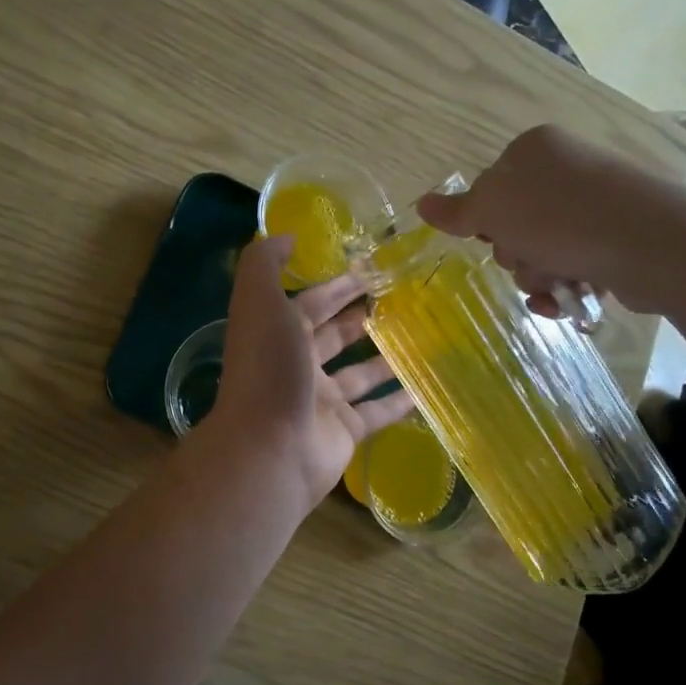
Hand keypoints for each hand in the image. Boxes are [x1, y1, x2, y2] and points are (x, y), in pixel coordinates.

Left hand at [210, 236, 414, 513]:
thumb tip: (287, 236)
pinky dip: (399, 400)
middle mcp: (298, 365)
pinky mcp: (345, 431)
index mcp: (277, 334)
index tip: (374, 267)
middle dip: (361, 316)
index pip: (311, 301)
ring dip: (384, 356)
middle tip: (403, 298)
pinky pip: (377, 411)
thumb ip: (265, 263)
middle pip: (335, 335)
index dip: (338, 284)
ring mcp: (322, 400)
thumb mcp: (259, 302)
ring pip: (358, 373)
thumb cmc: (269, 369)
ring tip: (421, 335)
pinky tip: (425, 385)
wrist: (270, 448)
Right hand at [416, 124, 685, 318]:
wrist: (651, 245)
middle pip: (513, 223)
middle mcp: (566, 170)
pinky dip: (563, 287)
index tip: (493, 237)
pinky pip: (571, 266)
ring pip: (540, 251)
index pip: (488, 188)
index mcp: (535, 150)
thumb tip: (422, 204)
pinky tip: (568, 300)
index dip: (485, 221)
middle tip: (528, 258)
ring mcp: (594, 204)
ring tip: (556, 282)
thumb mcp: (494, 209)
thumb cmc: (561, 219)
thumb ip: (457, 211)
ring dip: (537, 275)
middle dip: (514, 253)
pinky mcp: (615, 238)